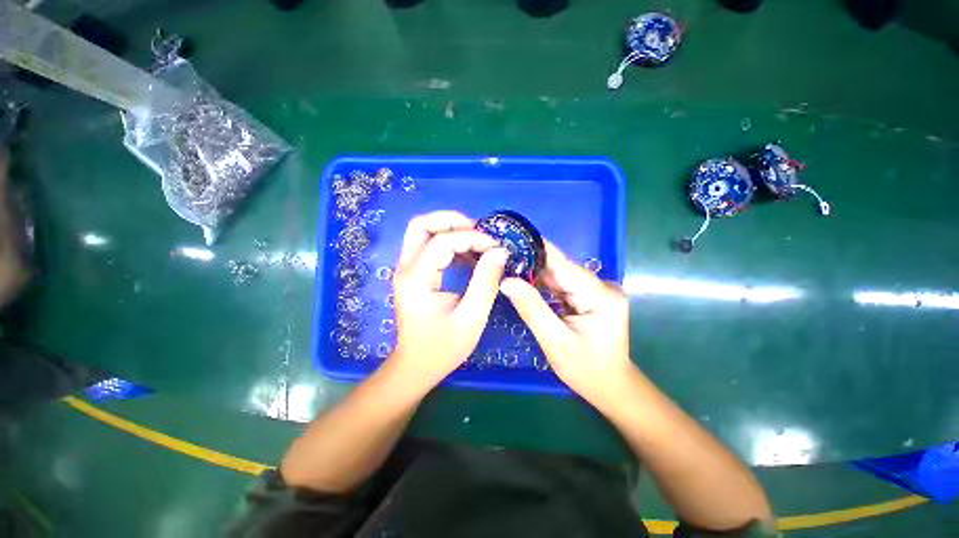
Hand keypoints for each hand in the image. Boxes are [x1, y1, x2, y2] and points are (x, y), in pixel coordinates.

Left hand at [389, 211, 507, 391]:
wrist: (415, 366)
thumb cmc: (442, 348)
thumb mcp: (471, 318)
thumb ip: (485, 282)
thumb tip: (500, 252)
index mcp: (416, 279)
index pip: (443, 241)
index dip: (473, 238)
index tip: (496, 247)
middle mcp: (405, 268)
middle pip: (422, 224)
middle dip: (453, 221)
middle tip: (480, 232)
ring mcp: (406, 269)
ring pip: (423, 231)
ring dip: (450, 229)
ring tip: (477, 241)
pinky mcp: (412, 273)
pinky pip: (427, 244)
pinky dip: (448, 241)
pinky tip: (467, 254)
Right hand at [500, 242, 632, 406]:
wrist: (610, 387)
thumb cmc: (586, 370)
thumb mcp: (555, 341)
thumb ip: (532, 309)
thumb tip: (507, 281)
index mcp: (601, 295)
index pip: (563, 265)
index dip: (537, 249)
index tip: (513, 238)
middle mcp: (602, 286)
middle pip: (561, 269)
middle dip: (532, 262)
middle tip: (502, 256)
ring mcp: (597, 290)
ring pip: (560, 276)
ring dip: (535, 273)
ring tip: (508, 266)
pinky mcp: (590, 296)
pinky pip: (562, 285)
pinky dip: (544, 285)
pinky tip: (525, 282)